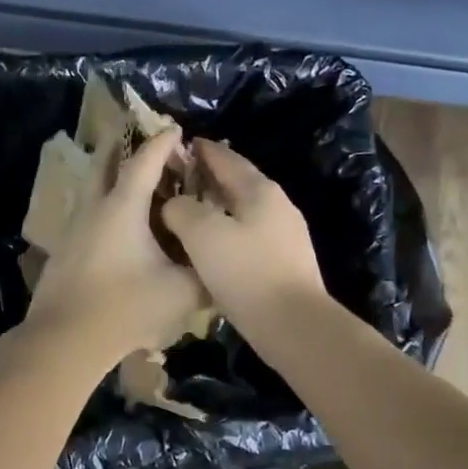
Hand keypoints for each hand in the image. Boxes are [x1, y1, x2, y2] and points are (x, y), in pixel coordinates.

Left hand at [25, 126, 207, 366]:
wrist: (66, 339)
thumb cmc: (126, 307)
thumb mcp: (181, 293)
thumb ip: (205, 275)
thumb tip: (221, 268)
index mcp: (123, 208)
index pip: (144, 162)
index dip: (161, 143)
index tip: (175, 129)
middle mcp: (94, 209)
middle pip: (104, 165)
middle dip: (121, 146)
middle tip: (135, 136)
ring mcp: (73, 230)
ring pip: (90, 190)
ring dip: (108, 177)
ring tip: (128, 180)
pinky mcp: (63, 252)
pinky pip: (86, 215)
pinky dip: (102, 206)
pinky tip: (114, 227)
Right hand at [161, 140, 326, 336]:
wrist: (293, 324)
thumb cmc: (246, 272)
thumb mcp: (202, 233)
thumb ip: (181, 209)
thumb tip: (174, 204)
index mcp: (260, 190)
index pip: (227, 158)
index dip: (202, 150)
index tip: (180, 145)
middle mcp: (278, 206)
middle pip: (238, 183)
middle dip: (209, 179)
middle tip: (178, 180)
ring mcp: (286, 236)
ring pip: (244, 211)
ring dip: (218, 208)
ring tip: (189, 213)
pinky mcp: (285, 263)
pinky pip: (249, 237)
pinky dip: (227, 233)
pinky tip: (211, 248)